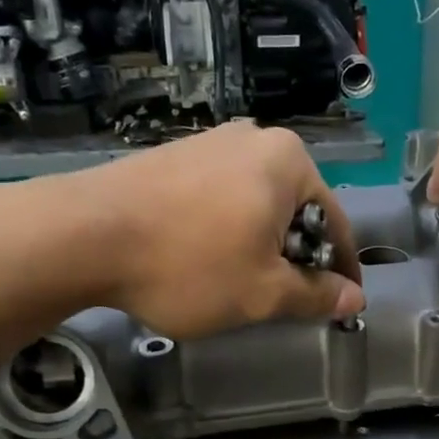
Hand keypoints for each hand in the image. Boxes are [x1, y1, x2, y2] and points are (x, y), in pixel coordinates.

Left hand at [75, 122, 364, 338]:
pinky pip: (220, 197)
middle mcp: (254, 139)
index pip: (336, 221)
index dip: (343, 268)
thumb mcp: (263, 292)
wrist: (83, 235)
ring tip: (243, 282)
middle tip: (287, 297)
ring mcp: (209, 143)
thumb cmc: (189, 264)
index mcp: (288, 162)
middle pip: (295, 209)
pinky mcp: (173, 156)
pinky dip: (227, 229)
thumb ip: (315, 295)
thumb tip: (355, 297)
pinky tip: (205, 258)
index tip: (345, 299)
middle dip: (297, 255)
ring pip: (256, 204)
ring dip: (261, 244)